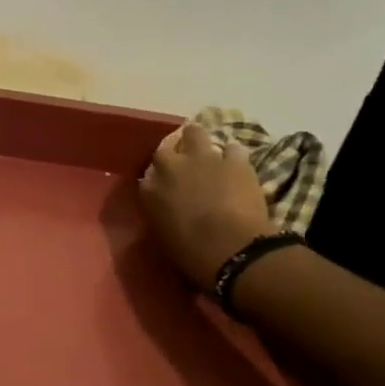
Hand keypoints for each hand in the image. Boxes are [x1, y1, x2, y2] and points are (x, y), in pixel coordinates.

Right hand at [138, 122, 271, 290]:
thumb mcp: (163, 235)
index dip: (158, 178)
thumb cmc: (191, 252)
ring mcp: (202, 159)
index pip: (147, 175)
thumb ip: (161, 213)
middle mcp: (170, 167)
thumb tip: (166, 207)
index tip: (165, 186)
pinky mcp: (234, 160)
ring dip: (199, 141)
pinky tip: (237, 164)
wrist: (230, 248)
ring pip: (195, 132)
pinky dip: (233, 155)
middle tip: (185, 165)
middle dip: (174, 153)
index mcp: (149, 190)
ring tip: (208, 153)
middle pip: (166, 148)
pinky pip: (233, 148)